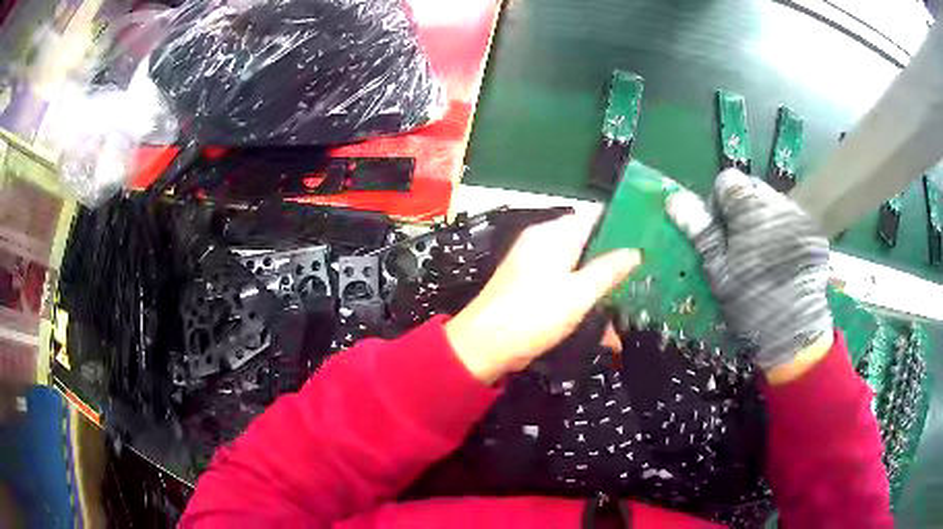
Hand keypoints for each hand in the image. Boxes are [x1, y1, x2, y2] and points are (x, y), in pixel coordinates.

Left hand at [445, 215, 640, 383]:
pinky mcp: (533, 289)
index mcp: (553, 234)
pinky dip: (584, 304)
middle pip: (589, 244)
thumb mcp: (578, 293)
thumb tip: (635, 252)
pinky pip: (566, 288)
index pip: (594, 216)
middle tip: (643, 279)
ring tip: (627, 313)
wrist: (483, 347)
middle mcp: (544, 243)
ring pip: (580, 270)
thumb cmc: (533, 314)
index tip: (649, 239)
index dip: (623, 224)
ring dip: (602, 292)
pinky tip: (604, 332)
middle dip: (615, 265)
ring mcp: (536, 266)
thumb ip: (609, 270)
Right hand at [666, 169, 832, 371]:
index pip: (728, 181)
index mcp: (750, 209)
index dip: (719, 202)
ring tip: (765, 255)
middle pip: (752, 189)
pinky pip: (792, 218)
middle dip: (743, 210)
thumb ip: (701, 232)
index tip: (720, 232)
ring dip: (764, 219)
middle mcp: (777, 202)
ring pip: (773, 203)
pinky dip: (784, 230)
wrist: (795, 332)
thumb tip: (675, 199)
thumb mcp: (719, 272)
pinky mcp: (814, 231)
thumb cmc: (752, 303)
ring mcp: (799, 215)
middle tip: (741, 246)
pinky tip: (783, 259)